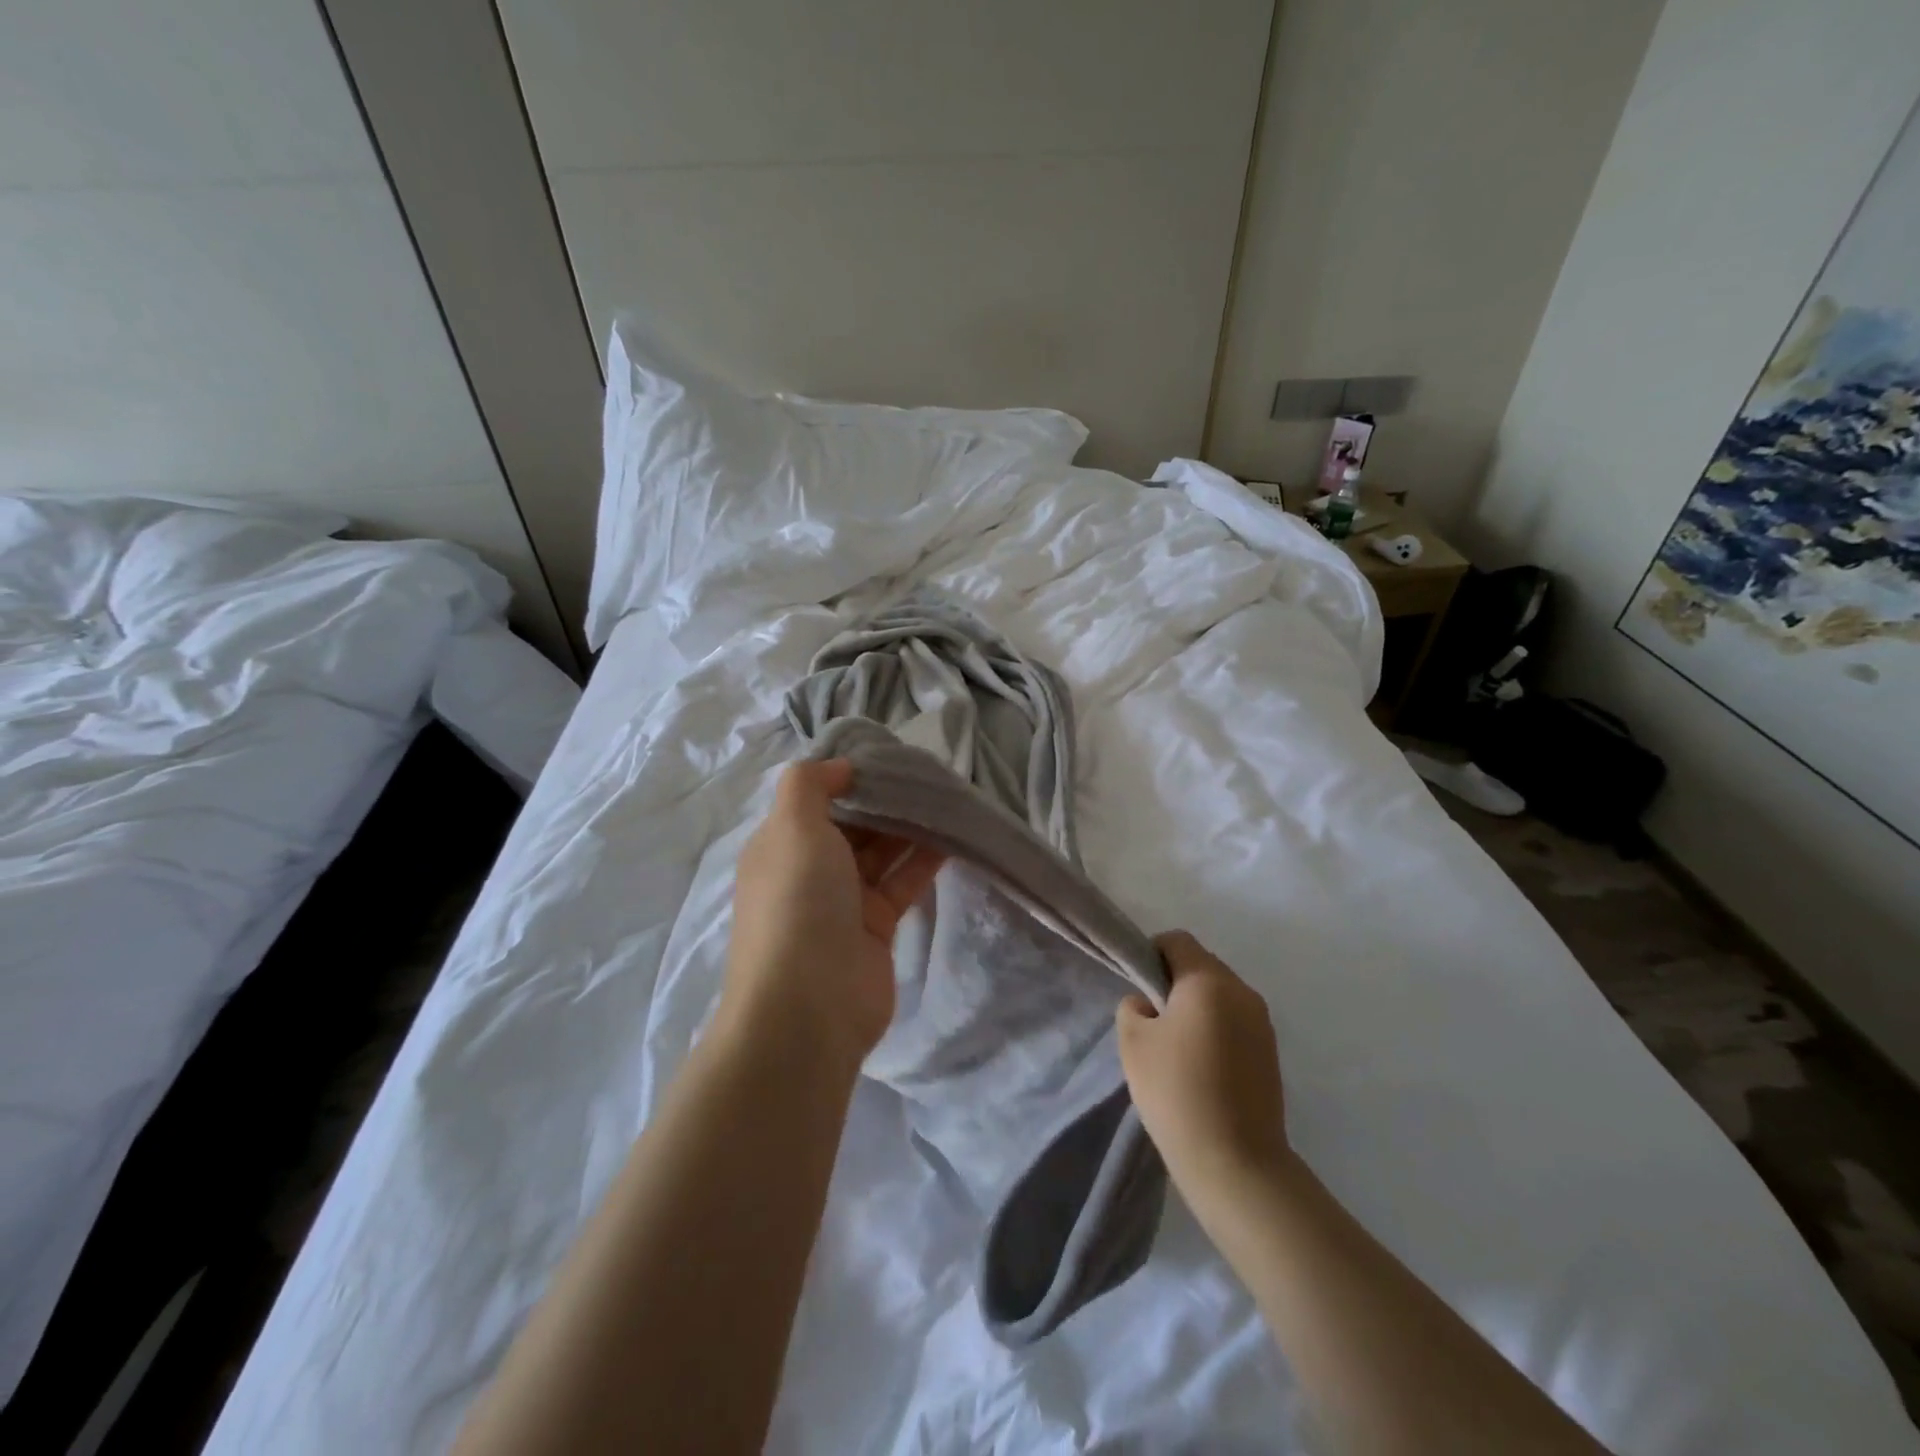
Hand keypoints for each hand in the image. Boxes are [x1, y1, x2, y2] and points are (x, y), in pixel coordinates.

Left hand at [720, 759, 944, 1073]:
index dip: (852, 776)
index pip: (818, 798)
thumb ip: (810, 783)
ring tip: (948, 795)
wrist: (809, 1007)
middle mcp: (809, 869)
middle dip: (887, 799)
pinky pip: (903, 881)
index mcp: (781, 844)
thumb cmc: (797, 902)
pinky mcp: (877, 926)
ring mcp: (844, 901)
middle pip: (854, 823)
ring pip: (882, 851)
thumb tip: (841, 767)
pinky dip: (925, 858)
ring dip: (911, 825)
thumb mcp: (792, 827)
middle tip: (930, 773)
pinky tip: (953, 834)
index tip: (892, 755)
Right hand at [1117, 931, 1291, 1210]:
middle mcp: (1242, 991)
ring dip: (1197, 1007)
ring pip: (1220, 994)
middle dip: (1174, 982)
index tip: (1137, 986)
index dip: (1151, 953)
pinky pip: (1235, 1021)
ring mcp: (1262, 1022)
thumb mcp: (1133, 1042)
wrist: (1235, 1162)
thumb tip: (1148, 1004)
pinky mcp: (1271, 1052)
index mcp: (1208, 980)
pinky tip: (1201, 1067)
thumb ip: (1133, 1007)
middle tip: (1152, 1019)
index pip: (1177, 941)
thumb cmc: (1176, 1091)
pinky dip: (1216, 1029)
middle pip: (1201, 965)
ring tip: (1176, 1047)